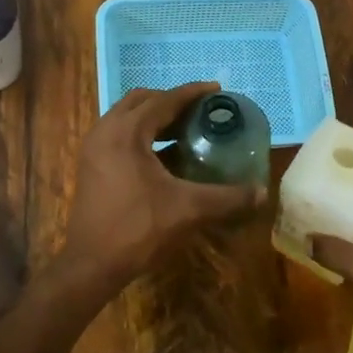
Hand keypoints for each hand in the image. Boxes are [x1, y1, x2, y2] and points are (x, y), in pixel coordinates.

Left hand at [58, 82, 266, 289]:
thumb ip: (227, 197)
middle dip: (171, 100)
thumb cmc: (138, 228)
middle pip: (141, 100)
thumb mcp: (187, 209)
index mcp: (127, 132)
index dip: (192, 93)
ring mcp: (94, 147)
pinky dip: (141, 133)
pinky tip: (163, 153)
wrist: (92, 263)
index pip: (164, 100)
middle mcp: (106, 130)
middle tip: (199, 110)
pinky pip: (118, 133)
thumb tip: (262, 193)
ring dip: (154, 116)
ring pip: (126, 116)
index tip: (216, 90)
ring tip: (184, 128)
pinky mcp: (91, 164)